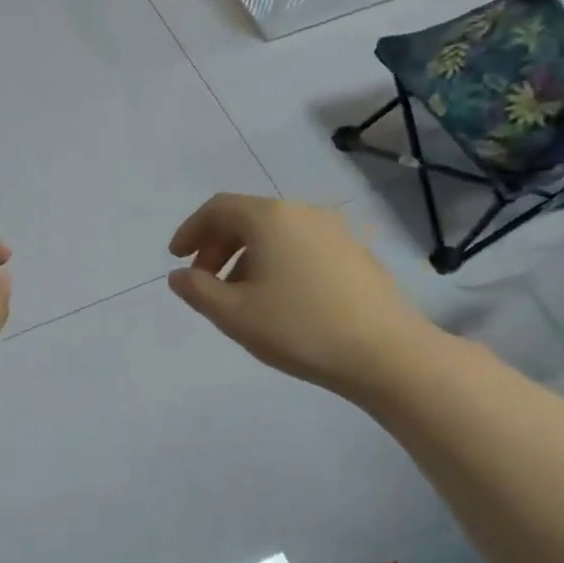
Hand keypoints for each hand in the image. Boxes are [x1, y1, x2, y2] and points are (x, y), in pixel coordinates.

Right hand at [167, 193, 437, 402]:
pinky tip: (280, 300)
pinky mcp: (356, 254)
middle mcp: (304, 213)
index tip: (176, 258)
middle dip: (217, 247)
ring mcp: (336, 232)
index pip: (218, 208)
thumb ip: (197, 290)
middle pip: (248, 218)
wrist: (387, 354)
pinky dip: (278, 263)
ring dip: (247, 258)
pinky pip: (302, 247)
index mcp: (271, 218)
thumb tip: (179, 275)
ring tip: (240, 297)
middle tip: (203, 282)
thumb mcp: (233, 314)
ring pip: (276, 234)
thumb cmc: (300, 329)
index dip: (191, 230)